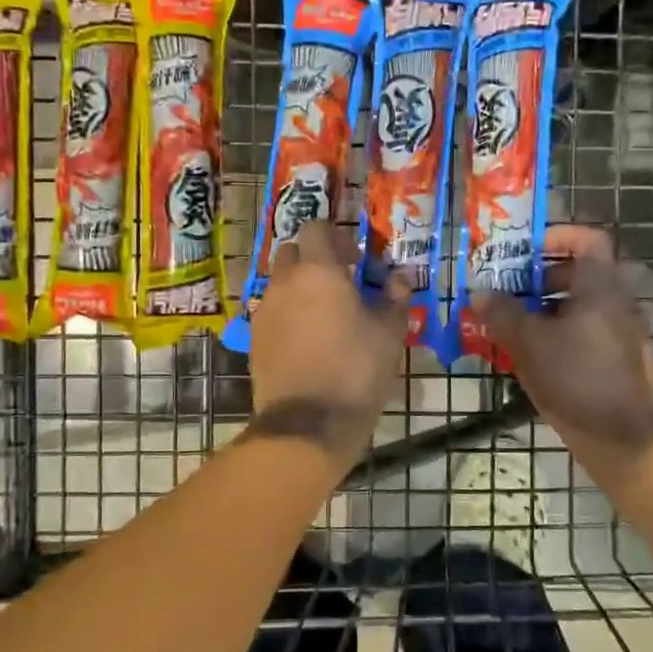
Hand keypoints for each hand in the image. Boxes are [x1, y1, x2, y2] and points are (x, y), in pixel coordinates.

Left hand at [246, 221, 411, 466]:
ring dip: (299, 287)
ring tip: (325, 314)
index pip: (315, 228)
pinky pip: (271, 311)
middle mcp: (284, 282)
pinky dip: (287, 313)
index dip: (335, 237)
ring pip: (279, 282)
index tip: (355, 259)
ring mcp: (264, 310)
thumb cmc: (356, 370)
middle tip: (340, 282)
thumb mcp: (390, 334)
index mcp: (318, 271)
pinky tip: (307, 338)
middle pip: (291, 252)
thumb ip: (395, 299)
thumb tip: (398, 280)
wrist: (307, 423)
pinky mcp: (253, 337)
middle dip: (313, 259)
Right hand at [473, 225, 652, 479]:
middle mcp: (617, 303)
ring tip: (511, 323)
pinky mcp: (618, 360)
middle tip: (508, 288)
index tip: (525, 250)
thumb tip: (479, 292)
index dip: (556, 236)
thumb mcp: (528, 342)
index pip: (588, 240)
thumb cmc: (575, 378)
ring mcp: (621, 333)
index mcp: (601, 287)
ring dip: (545, 307)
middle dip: (540, 277)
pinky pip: (585, 332)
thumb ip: (501, 312)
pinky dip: (558, 333)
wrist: (624, 438)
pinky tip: (530, 356)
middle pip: (580, 273)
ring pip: (580, 306)